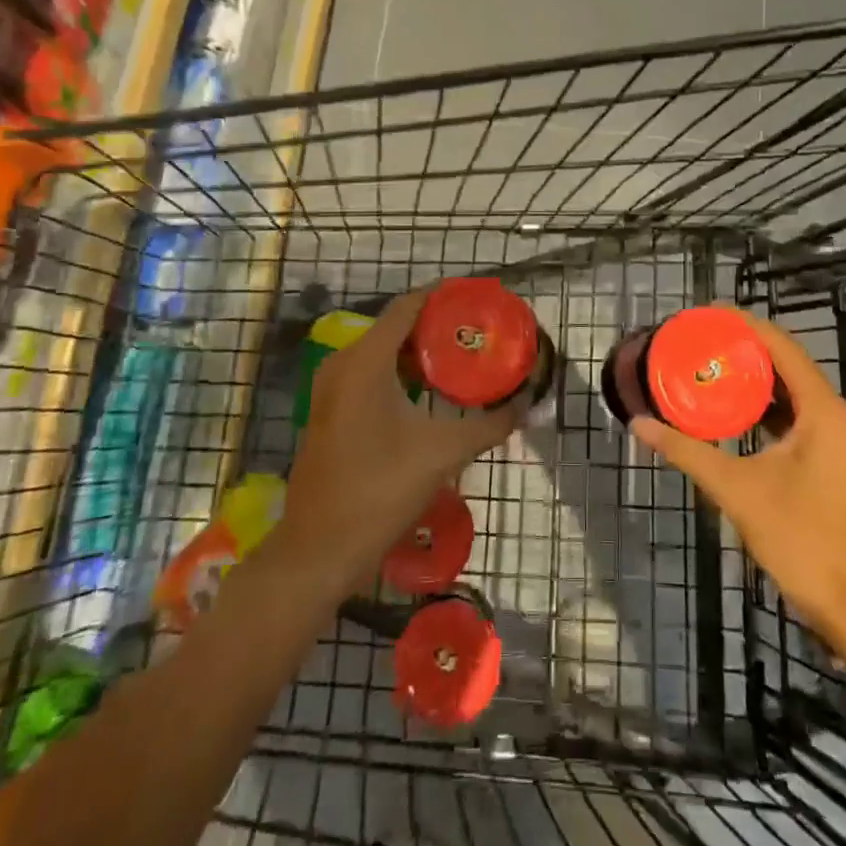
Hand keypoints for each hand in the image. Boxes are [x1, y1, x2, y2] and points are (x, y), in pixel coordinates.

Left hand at [277, 289, 525, 592]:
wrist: (320, 550)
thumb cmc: (380, 490)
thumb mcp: (442, 453)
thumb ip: (489, 425)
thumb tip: (525, 405)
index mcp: (365, 361)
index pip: (408, 306)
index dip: (443, 295)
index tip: (478, 296)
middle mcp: (343, 365)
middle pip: (395, 327)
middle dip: (436, 326)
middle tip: (477, 330)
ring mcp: (331, 390)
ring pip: (382, 353)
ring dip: (419, 352)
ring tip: (461, 357)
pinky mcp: (330, 412)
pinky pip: (370, 375)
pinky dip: (400, 373)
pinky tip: (430, 392)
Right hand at [631, 312, 845, 642]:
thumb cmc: (803, 540)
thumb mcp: (738, 490)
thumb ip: (687, 452)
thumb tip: (640, 425)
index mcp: (825, 410)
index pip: (780, 346)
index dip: (742, 324)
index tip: (705, 314)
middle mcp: (841, 414)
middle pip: (788, 365)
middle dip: (743, 352)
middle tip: (699, 345)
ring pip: (795, 394)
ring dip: (756, 383)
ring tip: (711, 371)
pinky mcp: (843, 460)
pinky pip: (802, 418)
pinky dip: (770, 410)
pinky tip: (737, 415)